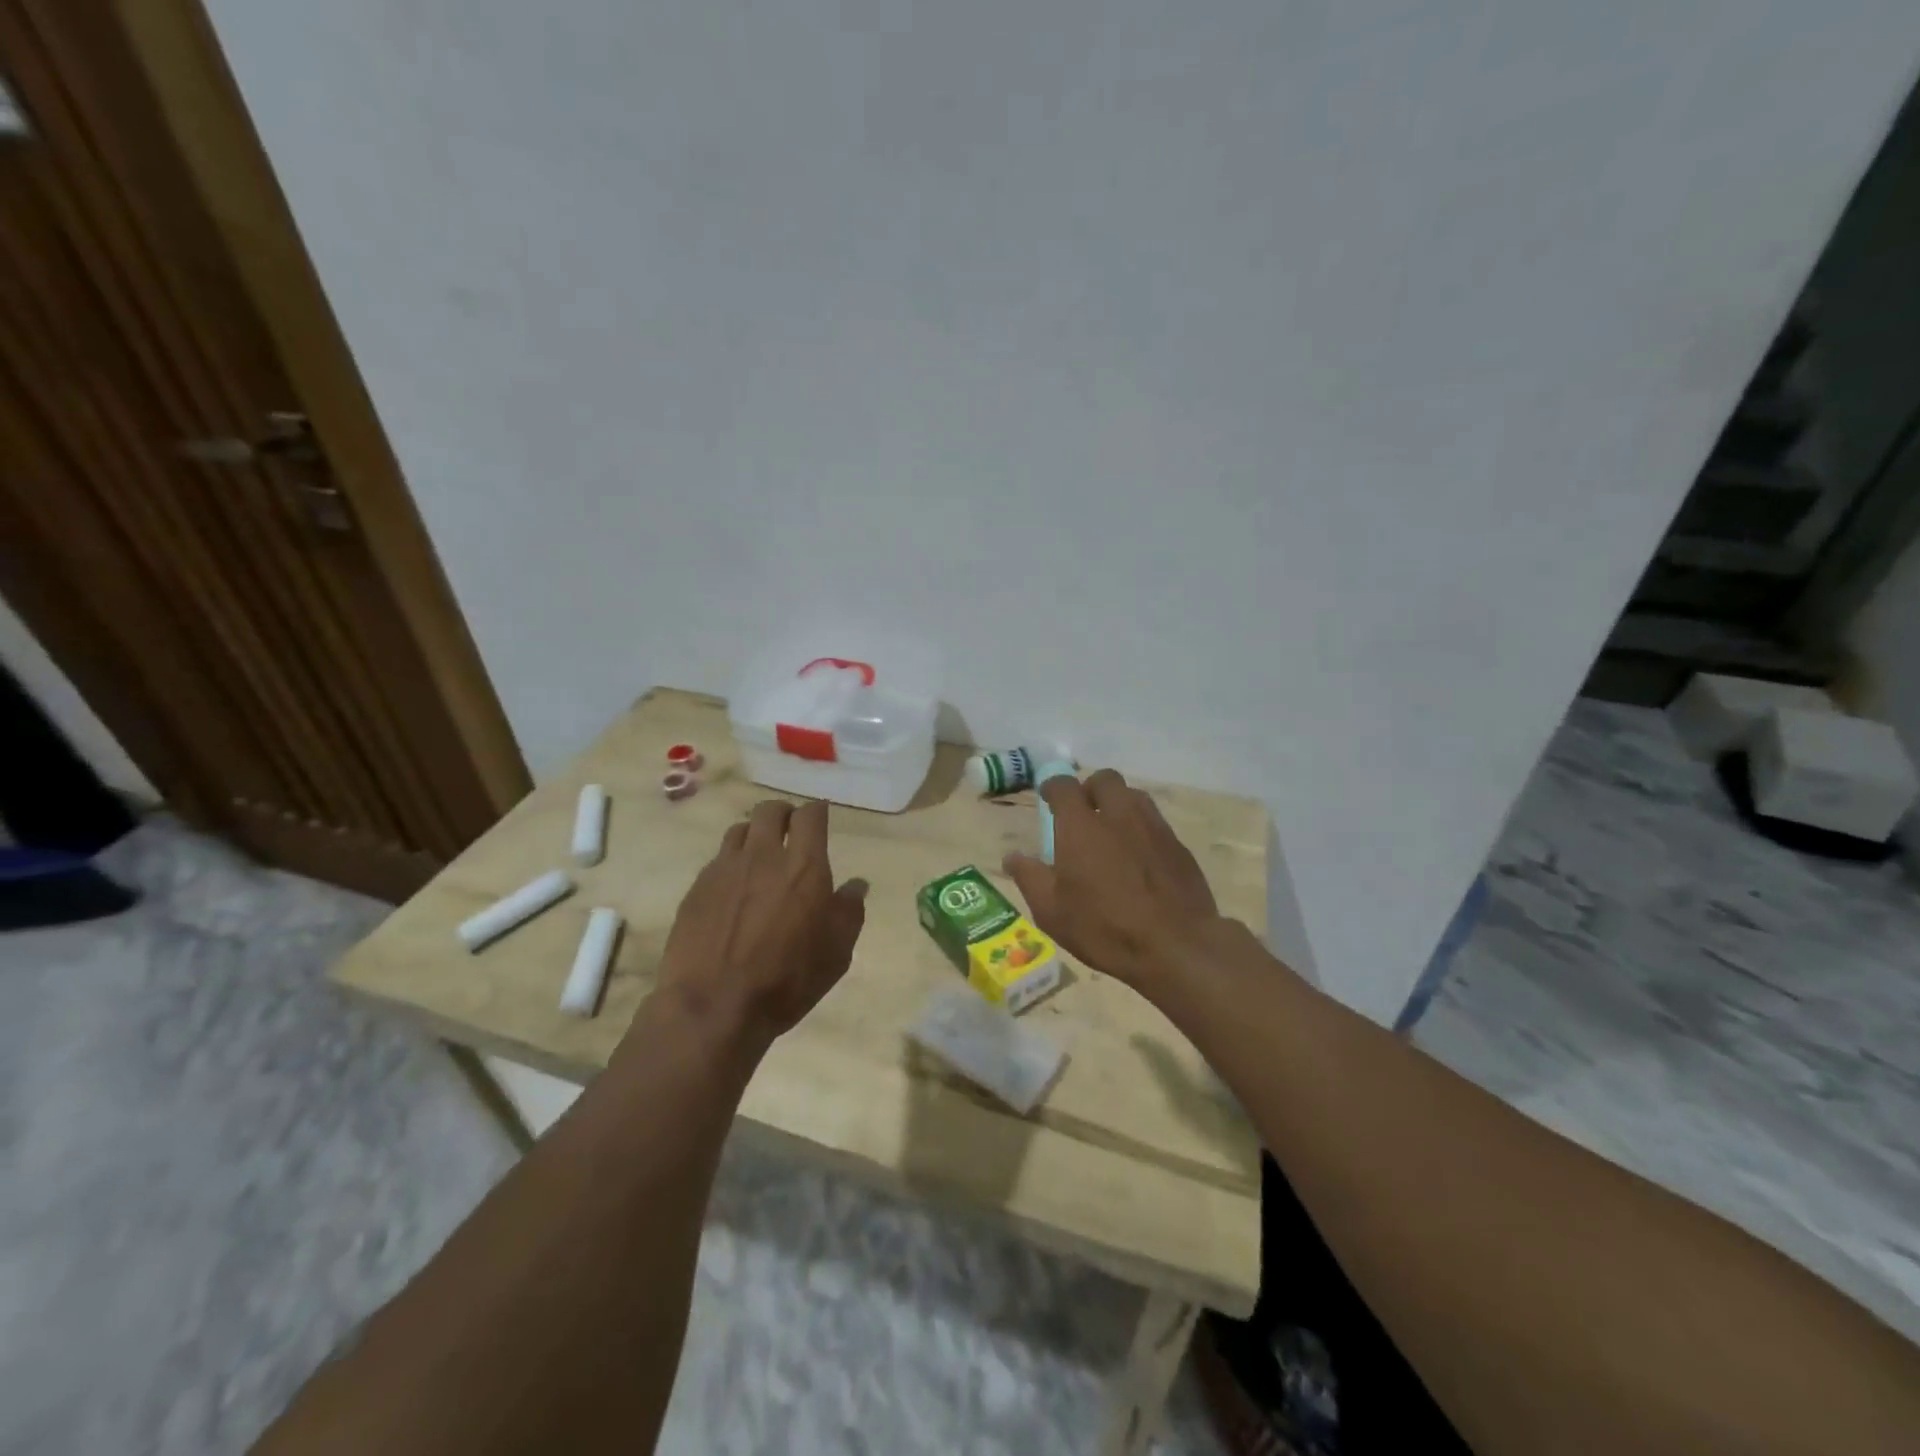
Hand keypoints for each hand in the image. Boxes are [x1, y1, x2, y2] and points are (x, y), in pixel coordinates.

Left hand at [654, 799, 867, 1047]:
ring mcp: (725, 869)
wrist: (714, 1006)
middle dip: (783, 814)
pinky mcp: (696, 888)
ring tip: (760, 856)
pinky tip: (734, 889)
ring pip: (739, 830)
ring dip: (754, 835)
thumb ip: (849, 912)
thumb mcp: (836, 953)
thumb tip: (856, 885)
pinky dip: (731, 864)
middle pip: (770, 811)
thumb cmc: (787, 980)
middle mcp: (763, 856)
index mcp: (804, 866)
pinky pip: (718, 860)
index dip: (817, 811)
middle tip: (790, 831)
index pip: (810, 815)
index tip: (820, 817)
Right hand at [1004, 768, 1222, 992]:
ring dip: (1118, 804)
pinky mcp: (1178, 846)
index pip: (1064, 786)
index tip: (1047, 798)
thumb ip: (1030, 878)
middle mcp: (1118, 815)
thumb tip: (1012, 856)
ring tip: (1111, 831)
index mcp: (1081, 826)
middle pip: (1105, 780)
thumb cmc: (1104, 928)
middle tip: (1082, 813)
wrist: (1176, 946)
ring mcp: (1153, 828)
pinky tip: (1139, 857)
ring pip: (1134, 796)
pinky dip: (1141, 829)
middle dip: (1090, 788)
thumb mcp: (1052, 912)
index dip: (1053, 787)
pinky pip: (1155, 823)